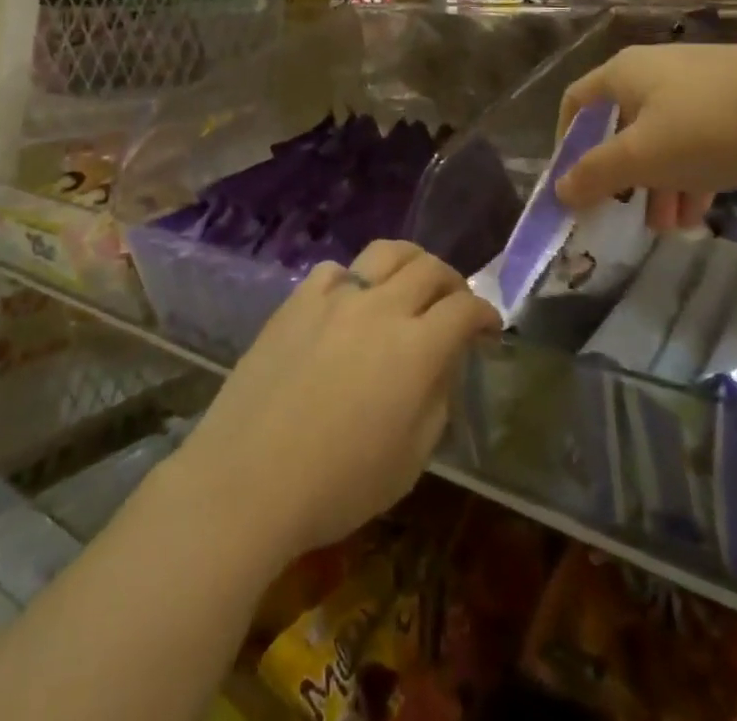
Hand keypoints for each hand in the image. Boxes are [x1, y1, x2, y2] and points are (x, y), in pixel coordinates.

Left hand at [171, 242, 499, 564]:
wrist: (247, 480)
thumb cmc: (337, 485)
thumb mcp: (410, 460)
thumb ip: (437, 399)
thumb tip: (443, 361)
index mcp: (417, 348)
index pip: (465, 310)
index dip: (485, 314)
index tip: (489, 327)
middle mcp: (381, 308)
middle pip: (429, 269)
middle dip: (453, 282)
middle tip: (455, 302)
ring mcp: (335, 297)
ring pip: (385, 252)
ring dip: (410, 262)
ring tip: (410, 282)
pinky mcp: (298, 300)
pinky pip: (336, 269)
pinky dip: (356, 278)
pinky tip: (350, 300)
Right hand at [555, 43, 736, 224]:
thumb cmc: (714, 126)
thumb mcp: (646, 157)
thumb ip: (596, 174)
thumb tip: (559, 190)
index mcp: (625, 73)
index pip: (576, 103)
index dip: (566, 144)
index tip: (573, 185)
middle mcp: (657, 70)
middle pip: (621, 126)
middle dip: (621, 176)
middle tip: (626, 216)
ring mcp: (701, 82)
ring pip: (663, 137)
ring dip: (658, 183)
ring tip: (670, 226)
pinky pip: (699, 138)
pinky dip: (691, 173)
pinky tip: (703, 209)